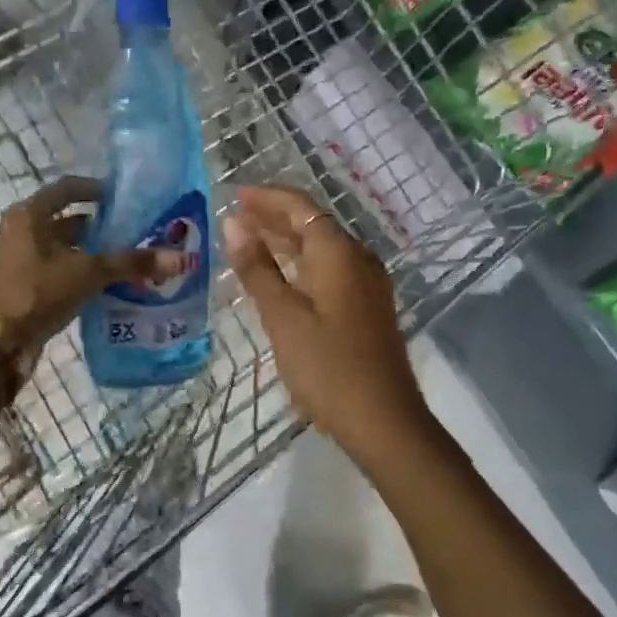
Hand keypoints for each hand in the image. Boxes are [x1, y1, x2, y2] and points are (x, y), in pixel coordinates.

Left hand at [0, 176, 183, 360]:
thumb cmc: (38, 293)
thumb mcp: (88, 273)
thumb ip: (132, 263)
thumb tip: (181, 258)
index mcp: (30, 214)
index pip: (69, 189)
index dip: (98, 190)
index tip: (127, 198)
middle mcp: (22, 230)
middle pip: (69, 219)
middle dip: (102, 226)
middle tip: (137, 232)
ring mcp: (22, 259)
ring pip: (66, 247)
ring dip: (95, 252)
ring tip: (131, 259)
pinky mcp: (26, 284)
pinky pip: (61, 269)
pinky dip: (84, 272)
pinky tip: (111, 284)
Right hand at [221, 184, 431, 462]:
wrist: (383, 421)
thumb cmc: (327, 367)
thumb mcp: (283, 317)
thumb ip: (257, 268)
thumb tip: (233, 224)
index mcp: (339, 253)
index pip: (301, 206)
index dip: (267, 197)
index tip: (234, 195)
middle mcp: (358, 259)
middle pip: (313, 223)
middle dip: (274, 216)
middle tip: (235, 217)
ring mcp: (366, 284)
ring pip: (321, 248)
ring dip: (286, 240)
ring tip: (249, 240)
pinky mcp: (366, 308)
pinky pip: (329, 270)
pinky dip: (301, 264)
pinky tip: (280, 277)